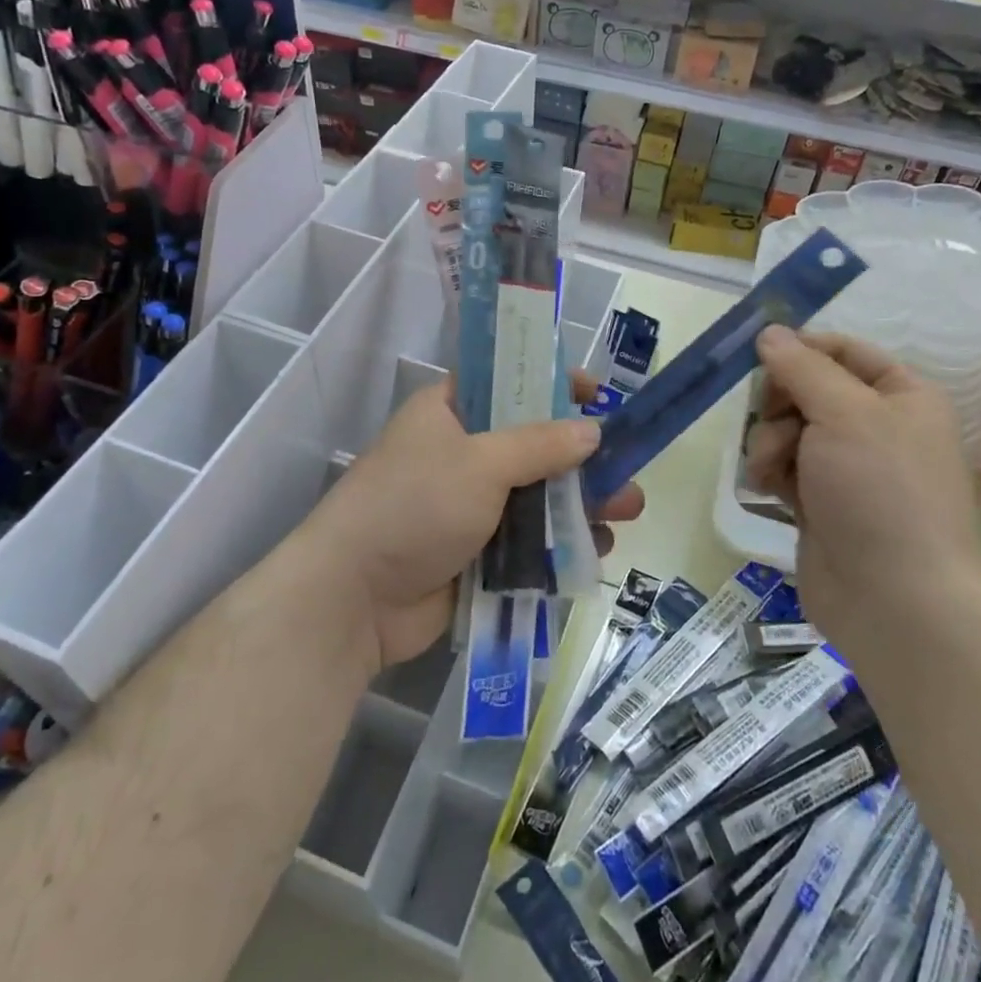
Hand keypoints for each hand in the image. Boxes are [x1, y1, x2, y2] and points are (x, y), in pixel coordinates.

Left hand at [303, 376, 645, 668]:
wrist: (354, 599)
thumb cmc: (414, 507)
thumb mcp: (480, 462)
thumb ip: (541, 444)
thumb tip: (593, 431)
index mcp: (450, 411)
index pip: (508, 382)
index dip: (554, 384)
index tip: (598, 395)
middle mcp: (461, 452)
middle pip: (534, 443)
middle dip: (582, 457)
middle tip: (627, 464)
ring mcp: (470, 505)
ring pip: (537, 495)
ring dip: (581, 502)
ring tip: (626, 511)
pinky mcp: (477, 552)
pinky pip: (529, 540)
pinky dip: (560, 542)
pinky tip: (596, 548)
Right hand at [744, 327, 980, 643]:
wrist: (896, 602)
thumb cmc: (881, 491)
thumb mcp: (845, 413)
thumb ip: (802, 368)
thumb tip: (770, 332)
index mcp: (903, 396)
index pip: (844, 351)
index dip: (801, 349)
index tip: (761, 355)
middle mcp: (878, 428)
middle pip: (808, 389)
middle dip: (780, 402)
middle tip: (770, 417)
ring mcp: (848, 469)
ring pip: (788, 429)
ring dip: (770, 441)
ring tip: (772, 468)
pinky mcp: (821, 504)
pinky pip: (784, 467)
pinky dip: (771, 472)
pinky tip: (768, 488)